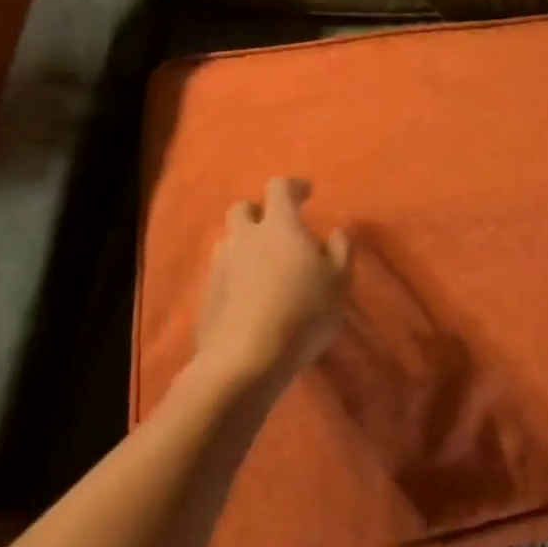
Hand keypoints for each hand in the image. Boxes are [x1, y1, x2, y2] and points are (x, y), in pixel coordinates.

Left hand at [193, 176, 350, 390]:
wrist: (246, 360)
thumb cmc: (303, 312)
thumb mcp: (339, 281)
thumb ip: (341, 250)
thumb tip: (336, 231)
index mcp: (279, 226)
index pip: (279, 188)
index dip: (294, 187)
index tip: (307, 193)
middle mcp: (244, 238)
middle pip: (241, 208)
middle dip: (259, 211)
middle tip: (278, 227)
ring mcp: (220, 266)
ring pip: (229, 241)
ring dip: (245, 244)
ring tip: (265, 264)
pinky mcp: (206, 296)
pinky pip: (222, 272)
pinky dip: (236, 274)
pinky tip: (251, 295)